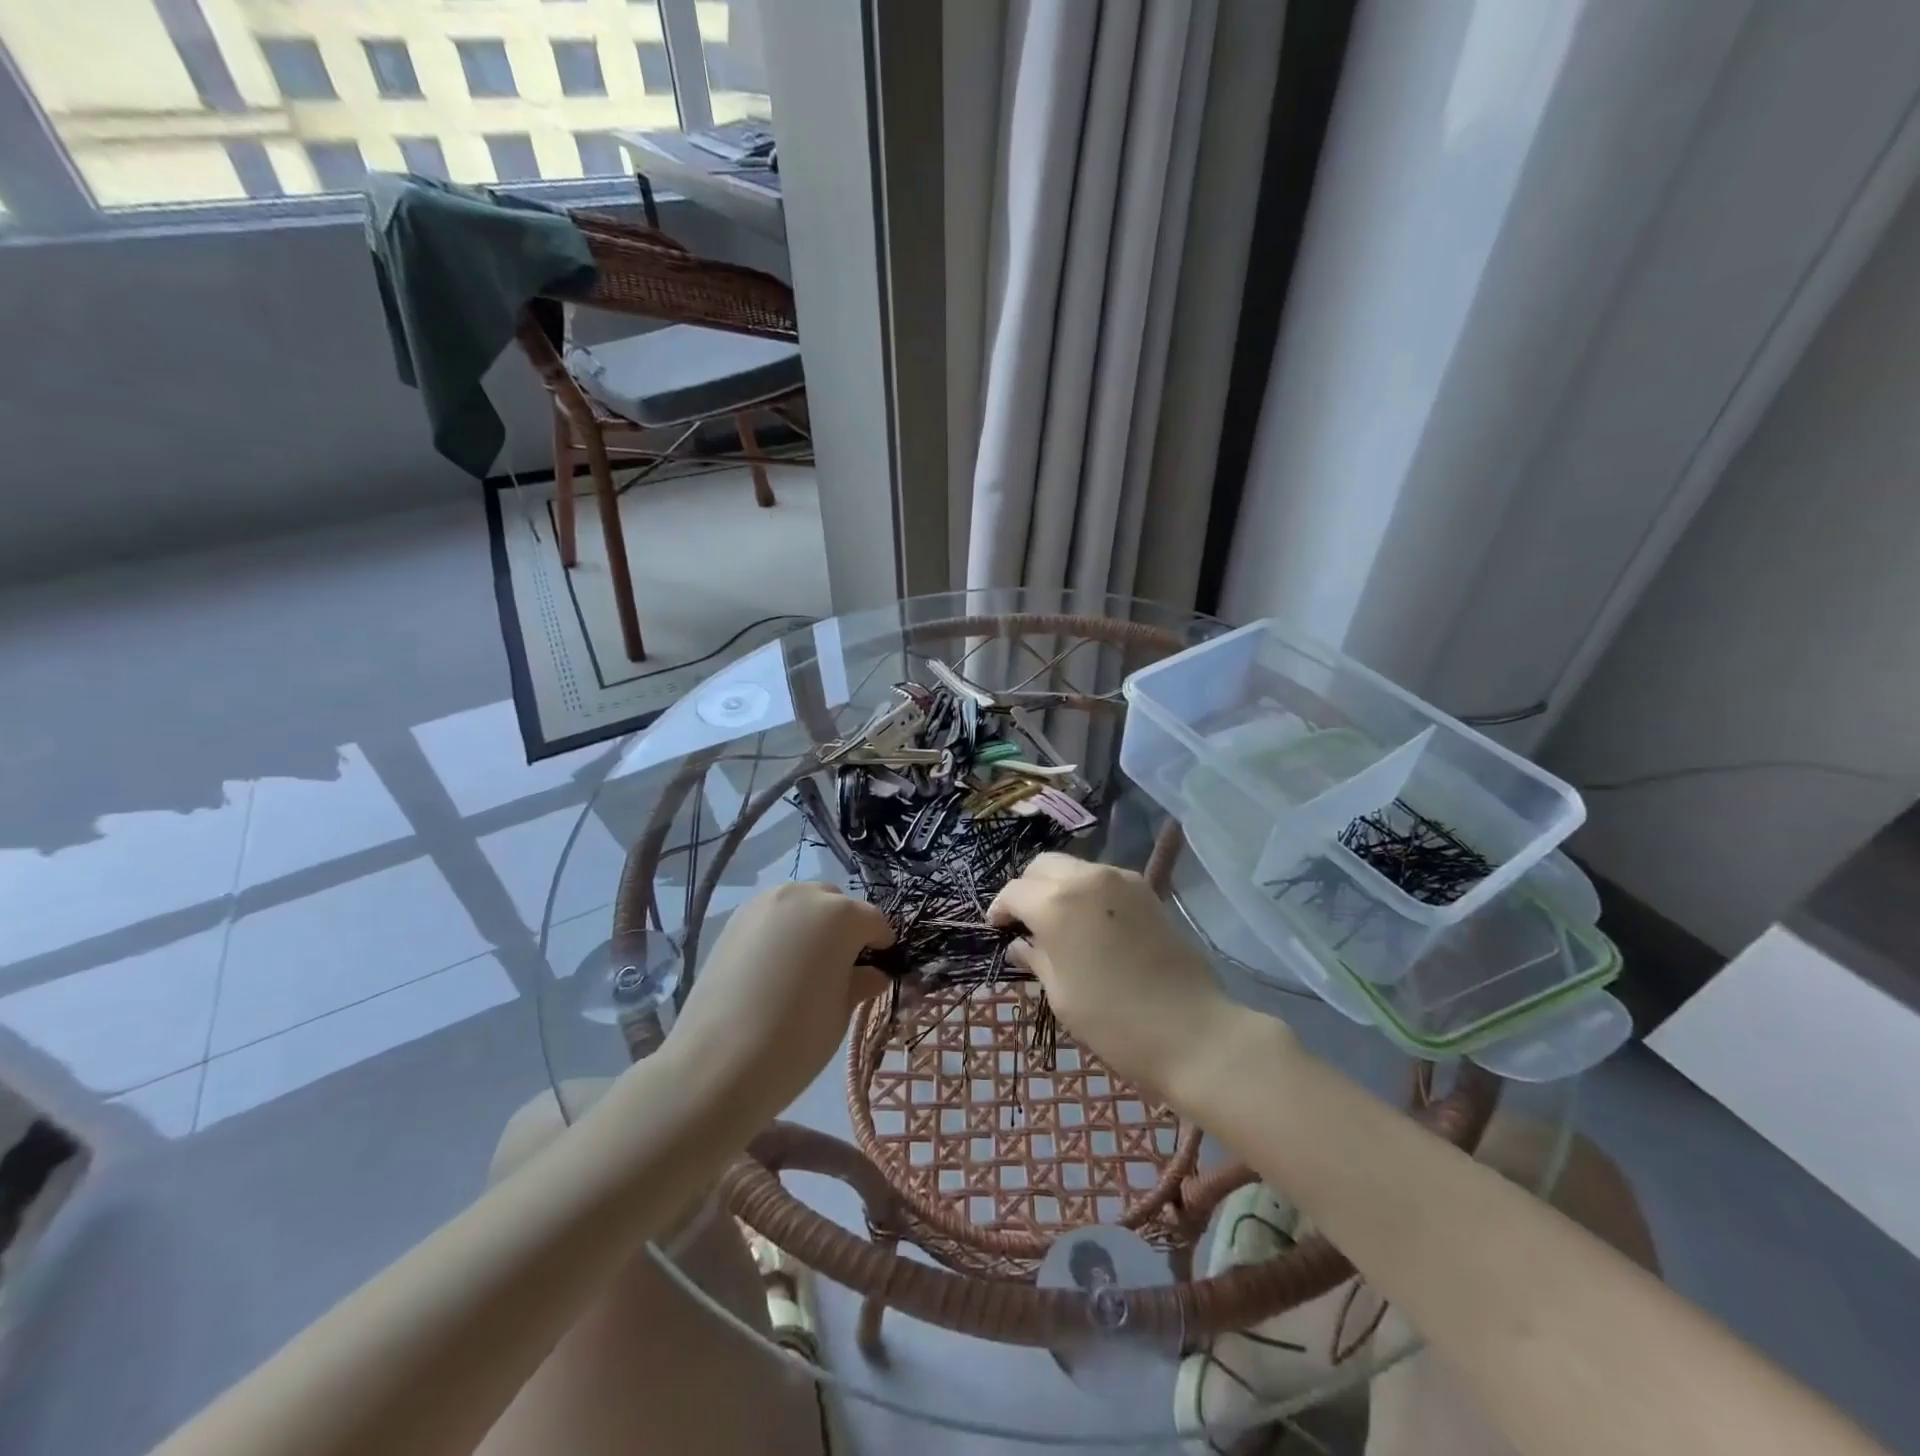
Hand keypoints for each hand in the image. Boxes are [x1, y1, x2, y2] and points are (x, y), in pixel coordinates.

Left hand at [665, 882, 893, 1129]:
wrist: (715, 1064)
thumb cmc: (795, 1039)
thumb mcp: (841, 1013)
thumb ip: (860, 982)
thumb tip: (872, 973)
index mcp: (841, 914)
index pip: (874, 922)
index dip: (881, 946)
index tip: (879, 970)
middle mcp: (803, 895)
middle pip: (836, 903)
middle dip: (845, 929)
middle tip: (840, 969)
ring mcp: (764, 903)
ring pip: (802, 904)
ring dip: (812, 925)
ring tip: (805, 966)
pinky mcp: (734, 919)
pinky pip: (772, 916)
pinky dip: (782, 932)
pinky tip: (775, 967)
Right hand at [988, 854, 1264, 1107]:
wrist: (1191, 1030)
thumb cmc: (1114, 1021)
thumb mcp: (1061, 995)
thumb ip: (1036, 958)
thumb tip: (1020, 943)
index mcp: (1056, 904)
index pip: (1014, 891)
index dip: (1000, 908)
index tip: (998, 928)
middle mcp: (1086, 878)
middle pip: (1043, 866)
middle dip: (1027, 888)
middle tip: (1025, 921)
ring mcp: (1120, 879)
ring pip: (1073, 867)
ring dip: (1057, 887)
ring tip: (1059, 922)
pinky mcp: (1145, 890)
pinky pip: (1102, 878)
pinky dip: (1086, 891)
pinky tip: (1090, 923)